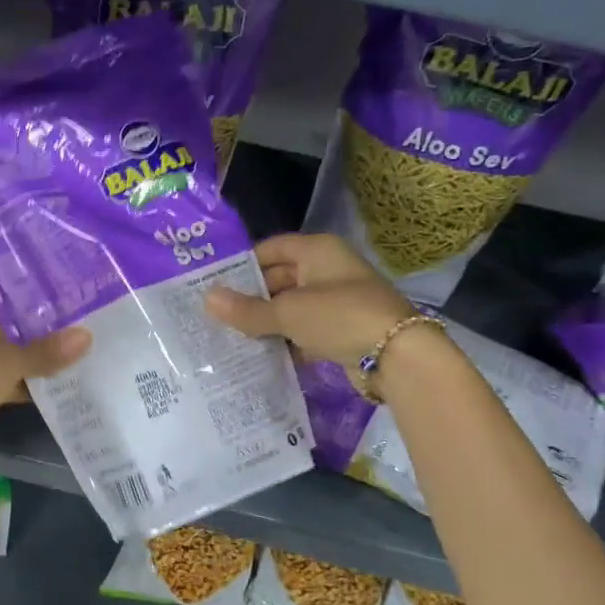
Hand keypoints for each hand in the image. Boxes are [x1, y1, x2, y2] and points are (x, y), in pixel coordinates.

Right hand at [205, 233, 412, 366]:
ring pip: (292, 307)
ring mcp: (338, 301)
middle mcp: (328, 270)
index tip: (215, 283)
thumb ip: (247, 309)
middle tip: (217, 316)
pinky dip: (287, 341)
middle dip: (252, 298)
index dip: (243, 264)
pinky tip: (262, 356)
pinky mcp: (344, 329)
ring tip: (231, 337)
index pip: (271, 248)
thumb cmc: (340, 317)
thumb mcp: (288, 312)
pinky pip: (306, 330)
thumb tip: (206, 299)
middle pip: (280, 279)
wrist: (398, 355)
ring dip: (268, 322)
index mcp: (317, 251)